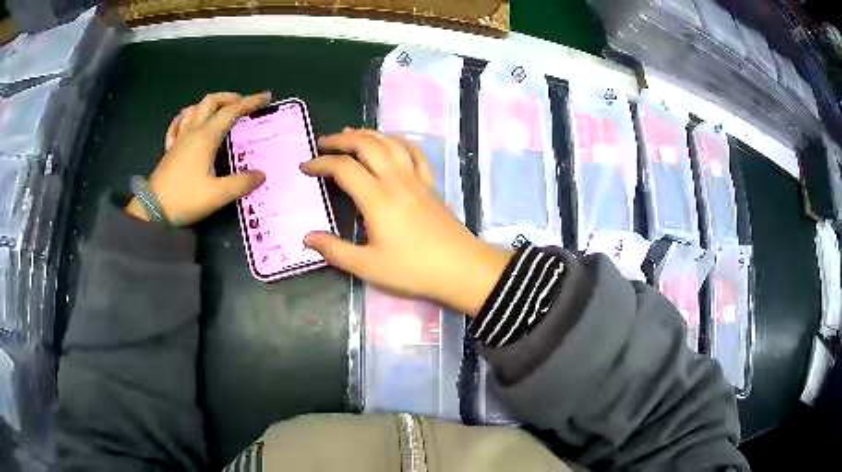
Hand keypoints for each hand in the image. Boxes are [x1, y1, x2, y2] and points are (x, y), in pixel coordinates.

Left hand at [126, 91, 271, 225]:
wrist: (153, 210)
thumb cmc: (185, 199)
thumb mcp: (217, 195)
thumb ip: (241, 183)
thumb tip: (261, 175)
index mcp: (206, 137)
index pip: (232, 111)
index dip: (250, 102)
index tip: (266, 97)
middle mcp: (193, 131)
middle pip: (211, 102)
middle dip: (230, 98)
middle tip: (243, 103)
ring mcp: (179, 139)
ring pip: (195, 109)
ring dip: (210, 104)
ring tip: (220, 110)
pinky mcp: (170, 149)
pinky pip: (178, 124)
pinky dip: (188, 117)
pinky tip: (190, 122)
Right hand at [301, 129, 512, 315]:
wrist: (461, 268)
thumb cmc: (413, 269)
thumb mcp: (368, 266)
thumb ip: (334, 250)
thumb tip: (306, 238)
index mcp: (377, 198)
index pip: (343, 168)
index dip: (321, 163)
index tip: (305, 167)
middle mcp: (396, 179)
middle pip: (367, 144)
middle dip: (341, 139)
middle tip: (323, 143)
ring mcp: (416, 178)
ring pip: (390, 142)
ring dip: (368, 134)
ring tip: (350, 134)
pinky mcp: (430, 183)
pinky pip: (414, 152)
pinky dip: (398, 141)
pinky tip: (390, 142)